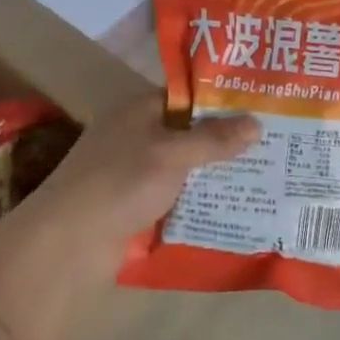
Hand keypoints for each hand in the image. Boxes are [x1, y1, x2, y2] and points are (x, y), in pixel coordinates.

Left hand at [25, 95, 259, 272]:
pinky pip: (175, 198)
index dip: (223, 99)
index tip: (262, 106)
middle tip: (274, 144)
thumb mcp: (172, 154)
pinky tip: (233, 208)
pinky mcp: (134, 208)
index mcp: (140, 109)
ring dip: (214, 174)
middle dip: (226, 140)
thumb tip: (257, 123)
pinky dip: (198, 201)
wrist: (66, 245)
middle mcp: (136, 135)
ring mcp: (133, 174)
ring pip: (184, 168)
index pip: (188, 94)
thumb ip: (214, 139)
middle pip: (188, 132)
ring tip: (264, 177)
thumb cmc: (120, 183)